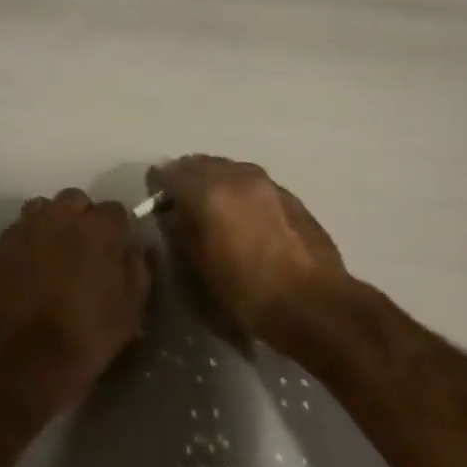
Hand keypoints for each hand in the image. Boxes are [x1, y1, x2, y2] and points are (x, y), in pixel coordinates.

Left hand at [0, 188, 148, 418]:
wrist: (28, 356)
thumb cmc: (89, 333)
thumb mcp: (132, 308)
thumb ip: (138, 269)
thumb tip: (135, 248)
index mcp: (100, 228)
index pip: (116, 210)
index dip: (118, 230)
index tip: (116, 249)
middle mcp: (63, 215)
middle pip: (77, 200)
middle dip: (83, 218)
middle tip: (85, 249)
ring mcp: (29, 226)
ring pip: (45, 207)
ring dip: (53, 221)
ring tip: (56, 251)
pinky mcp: (3, 243)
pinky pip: (21, 227)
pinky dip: (30, 237)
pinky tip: (32, 262)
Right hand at [147, 155, 346, 359]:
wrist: (313, 303)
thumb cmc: (247, 292)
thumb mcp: (199, 268)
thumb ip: (181, 231)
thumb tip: (172, 213)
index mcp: (208, 192)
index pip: (169, 173)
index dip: (157, 185)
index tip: (153, 200)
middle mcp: (237, 176)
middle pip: (200, 163)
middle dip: (186, 178)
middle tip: (181, 203)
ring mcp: (267, 182)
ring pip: (229, 169)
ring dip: (215, 181)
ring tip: (212, 209)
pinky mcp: (289, 195)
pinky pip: (253, 182)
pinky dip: (239, 191)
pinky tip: (243, 217)